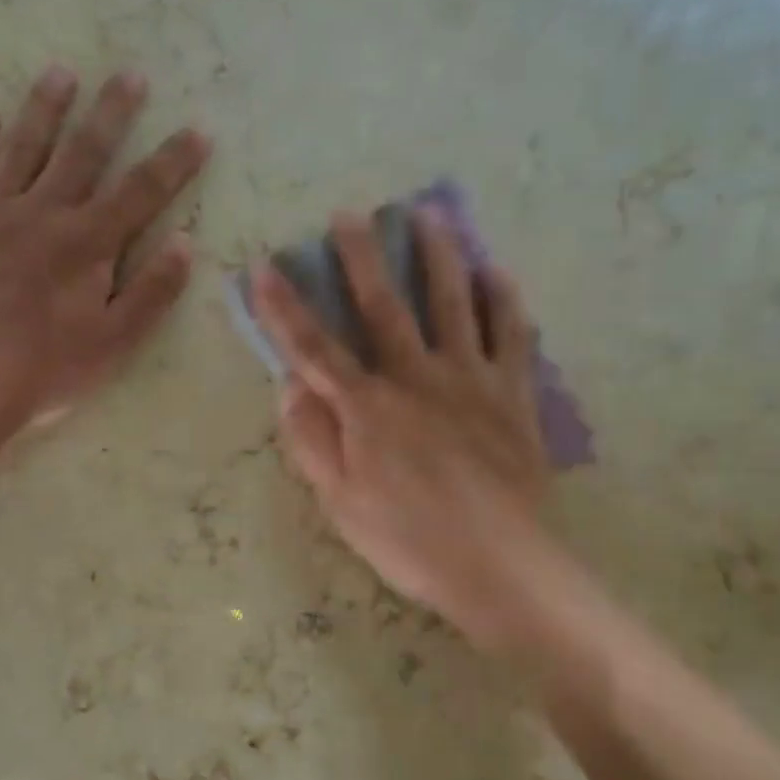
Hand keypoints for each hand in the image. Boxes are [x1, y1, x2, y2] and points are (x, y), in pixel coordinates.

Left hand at [0, 66, 211, 428]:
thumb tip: (184, 242)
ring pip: (24, 147)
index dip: (174, 161)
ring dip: (45, 108)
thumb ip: (153, 290)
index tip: (198, 130)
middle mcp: (45, 212)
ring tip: (61, 73)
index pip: (142, 191)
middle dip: (112, 113)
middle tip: (130, 74)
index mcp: (89, 242)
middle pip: (85, 152)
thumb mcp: (117, 340)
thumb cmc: (50, 367)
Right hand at [252, 210, 552, 649]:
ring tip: (428, 214)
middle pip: (384, 306)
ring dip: (437, 255)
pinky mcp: (513, 394)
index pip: (315, 348)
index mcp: (368, 408)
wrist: (499, 565)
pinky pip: (511, 334)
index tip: (266, 267)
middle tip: (350, 214)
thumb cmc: (409, 541)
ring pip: (453, 302)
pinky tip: (496, 271)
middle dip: (362, 258)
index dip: (286, 308)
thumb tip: (289, 387)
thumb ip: (312, 441)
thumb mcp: (340, 504)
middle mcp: (417, 378)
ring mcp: (470, 380)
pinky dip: (504, 299)